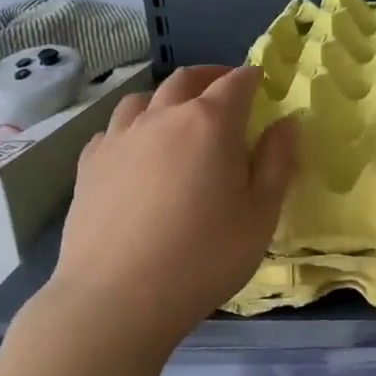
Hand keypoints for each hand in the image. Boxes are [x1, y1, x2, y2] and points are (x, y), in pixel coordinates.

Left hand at [49, 65, 293, 351]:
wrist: (117, 298)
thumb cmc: (205, 256)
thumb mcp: (261, 214)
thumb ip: (277, 162)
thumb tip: (286, 123)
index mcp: (210, 123)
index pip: (236, 83)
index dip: (252, 77)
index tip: (262, 81)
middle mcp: (162, 118)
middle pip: (186, 80)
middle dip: (211, 76)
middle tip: (226, 86)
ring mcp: (119, 139)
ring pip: (143, 98)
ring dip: (168, 96)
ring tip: (179, 113)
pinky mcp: (89, 165)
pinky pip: (113, 129)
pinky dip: (133, 126)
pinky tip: (138, 148)